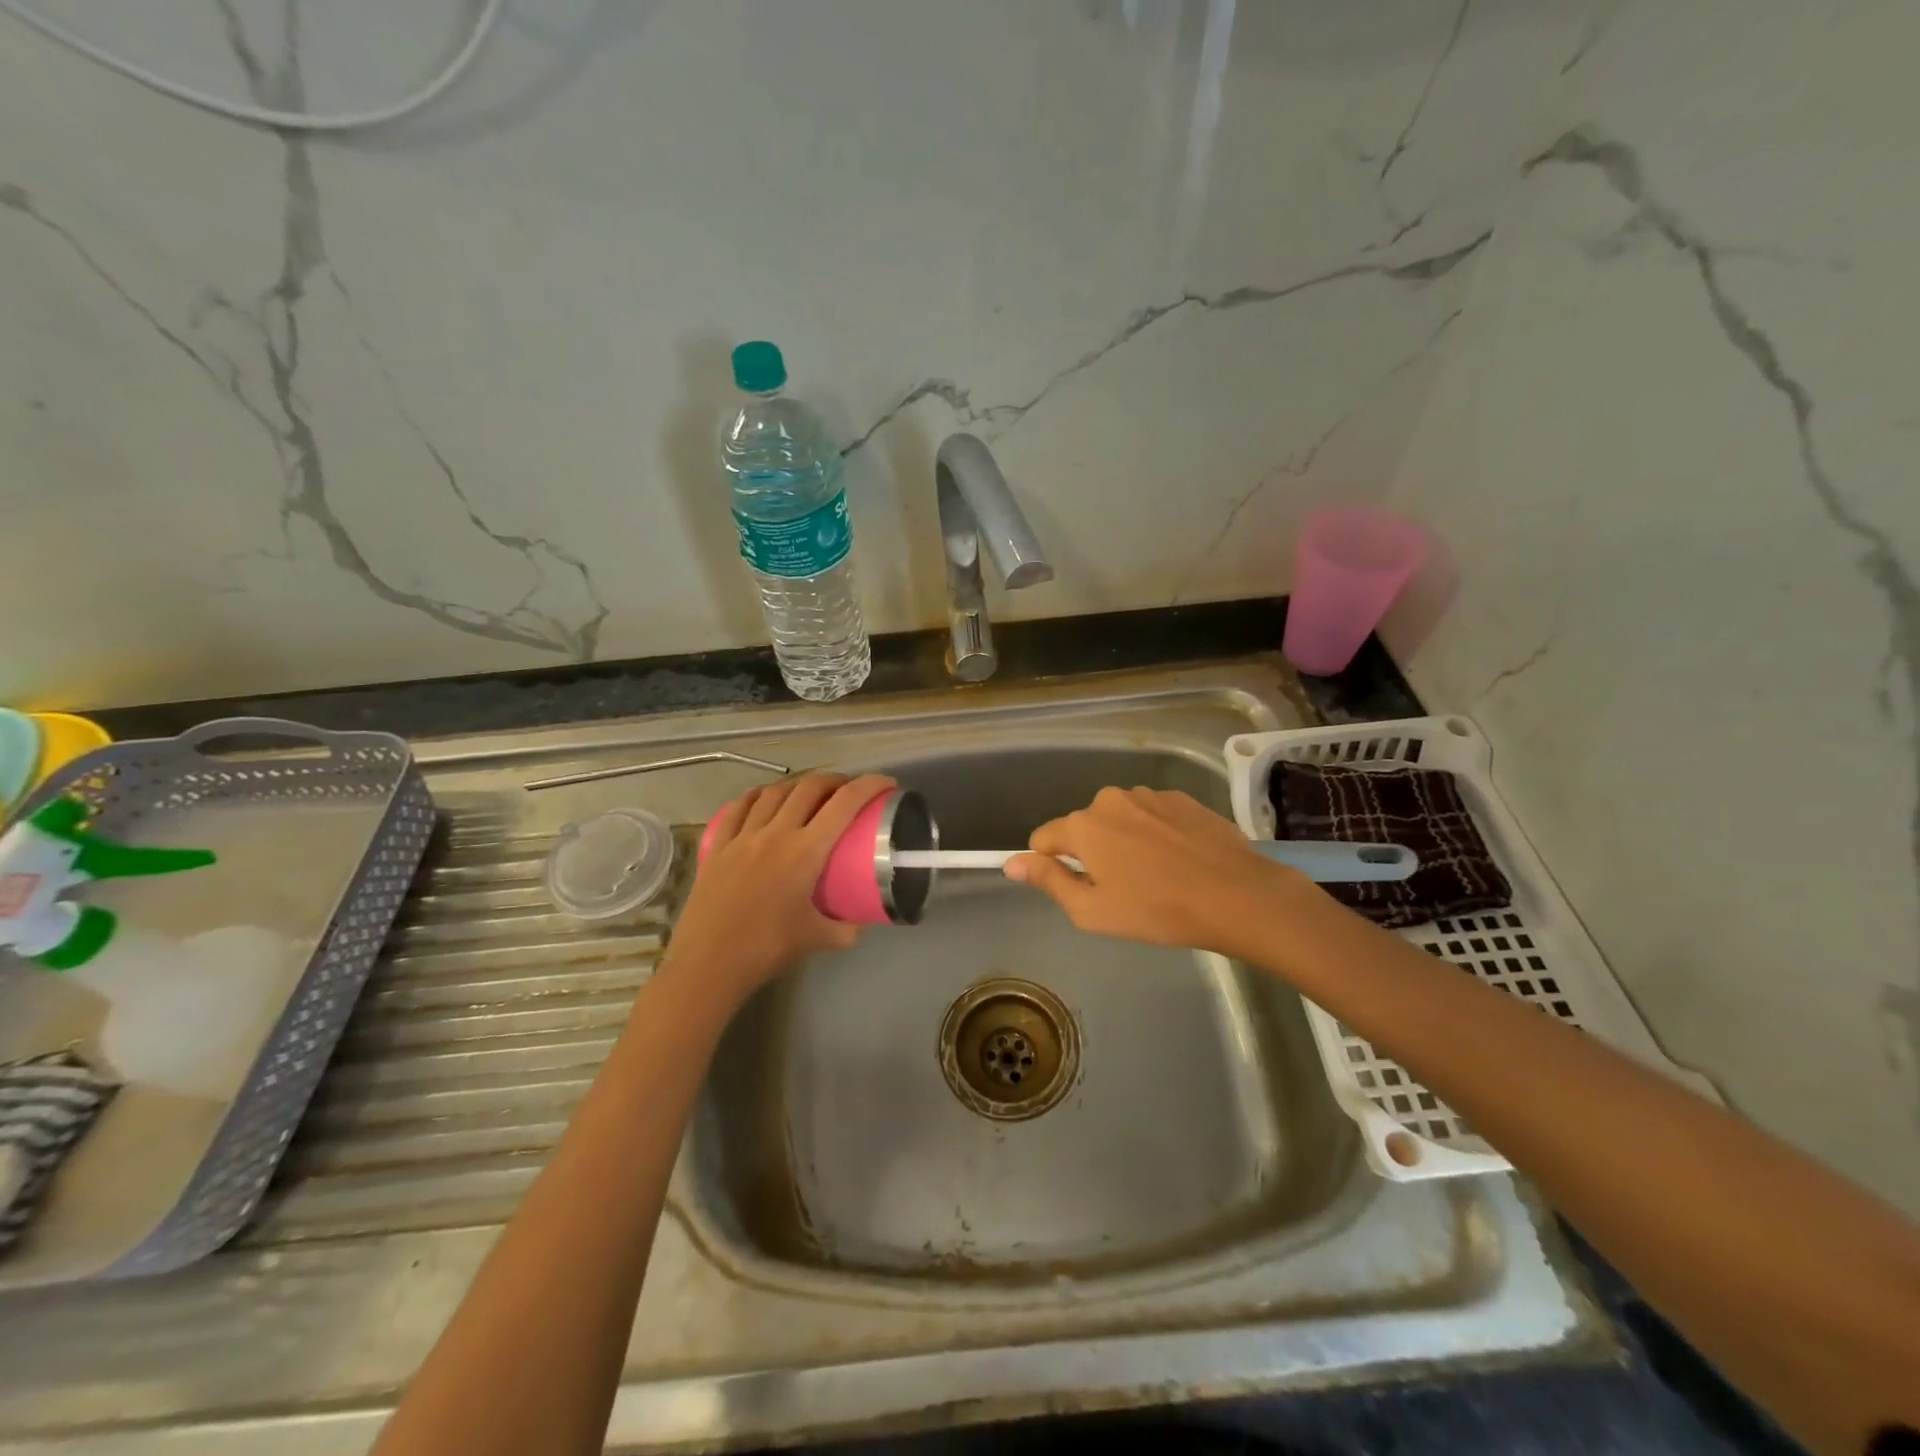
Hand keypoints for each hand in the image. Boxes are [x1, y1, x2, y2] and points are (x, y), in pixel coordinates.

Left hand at [664, 771, 896, 1010]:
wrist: (708, 965)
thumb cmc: (767, 950)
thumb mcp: (819, 940)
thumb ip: (847, 929)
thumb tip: (863, 921)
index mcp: (805, 851)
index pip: (845, 804)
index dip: (869, 786)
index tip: (885, 783)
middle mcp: (775, 833)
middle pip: (809, 787)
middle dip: (834, 780)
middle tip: (847, 790)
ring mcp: (742, 836)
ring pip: (774, 792)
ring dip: (798, 785)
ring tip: (810, 793)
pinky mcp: (717, 846)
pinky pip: (738, 808)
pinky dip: (757, 796)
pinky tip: (763, 798)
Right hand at [1005, 786, 1311, 956]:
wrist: (1237, 896)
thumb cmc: (1157, 911)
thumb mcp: (1092, 911)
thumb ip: (1048, 881)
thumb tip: (1011, 863)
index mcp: (1083, 825)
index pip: (1043, 838)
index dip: (1053, 866)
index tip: (1080, 889)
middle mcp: (1109, 799)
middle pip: (1083, 827)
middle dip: (1092, 853)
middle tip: (1122, 889)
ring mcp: (1148, 795)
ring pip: (1118, 819)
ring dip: (1125, 841)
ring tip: (1156, 875)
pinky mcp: (1181, 798)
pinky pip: (1151, 815)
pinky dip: (1155, 834)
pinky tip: (1180, 860)